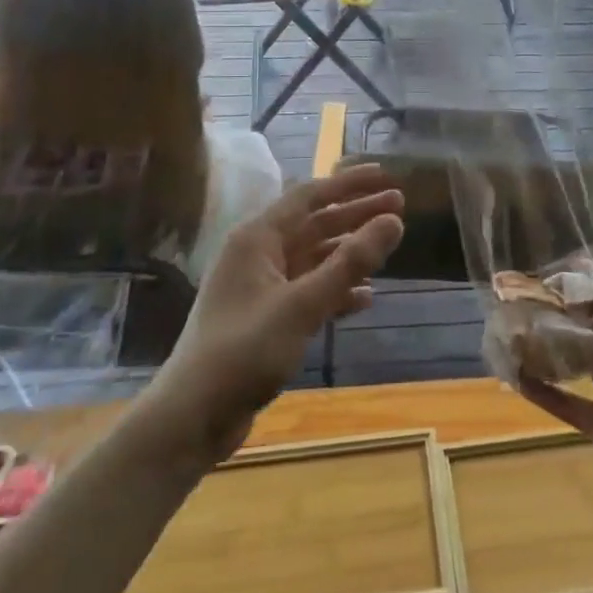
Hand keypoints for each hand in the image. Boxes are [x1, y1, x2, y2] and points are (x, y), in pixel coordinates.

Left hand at [159, 163, 402, 461]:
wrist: (192, 417)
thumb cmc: (245, 351)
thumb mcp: (303, 304)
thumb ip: (350, 262)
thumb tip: (395, 221)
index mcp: (257, 238)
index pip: (309, 195)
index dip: (349, 183)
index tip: (385, 175)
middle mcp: (258, 254)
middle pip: (315, 224)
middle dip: (356, 214)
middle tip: (399, 206)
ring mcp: (261, 287)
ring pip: (314, 258)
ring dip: (350, 252)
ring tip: (389, 246)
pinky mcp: (267, 319)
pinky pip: (309, 291)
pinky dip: (336, 290)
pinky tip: (365, 297)